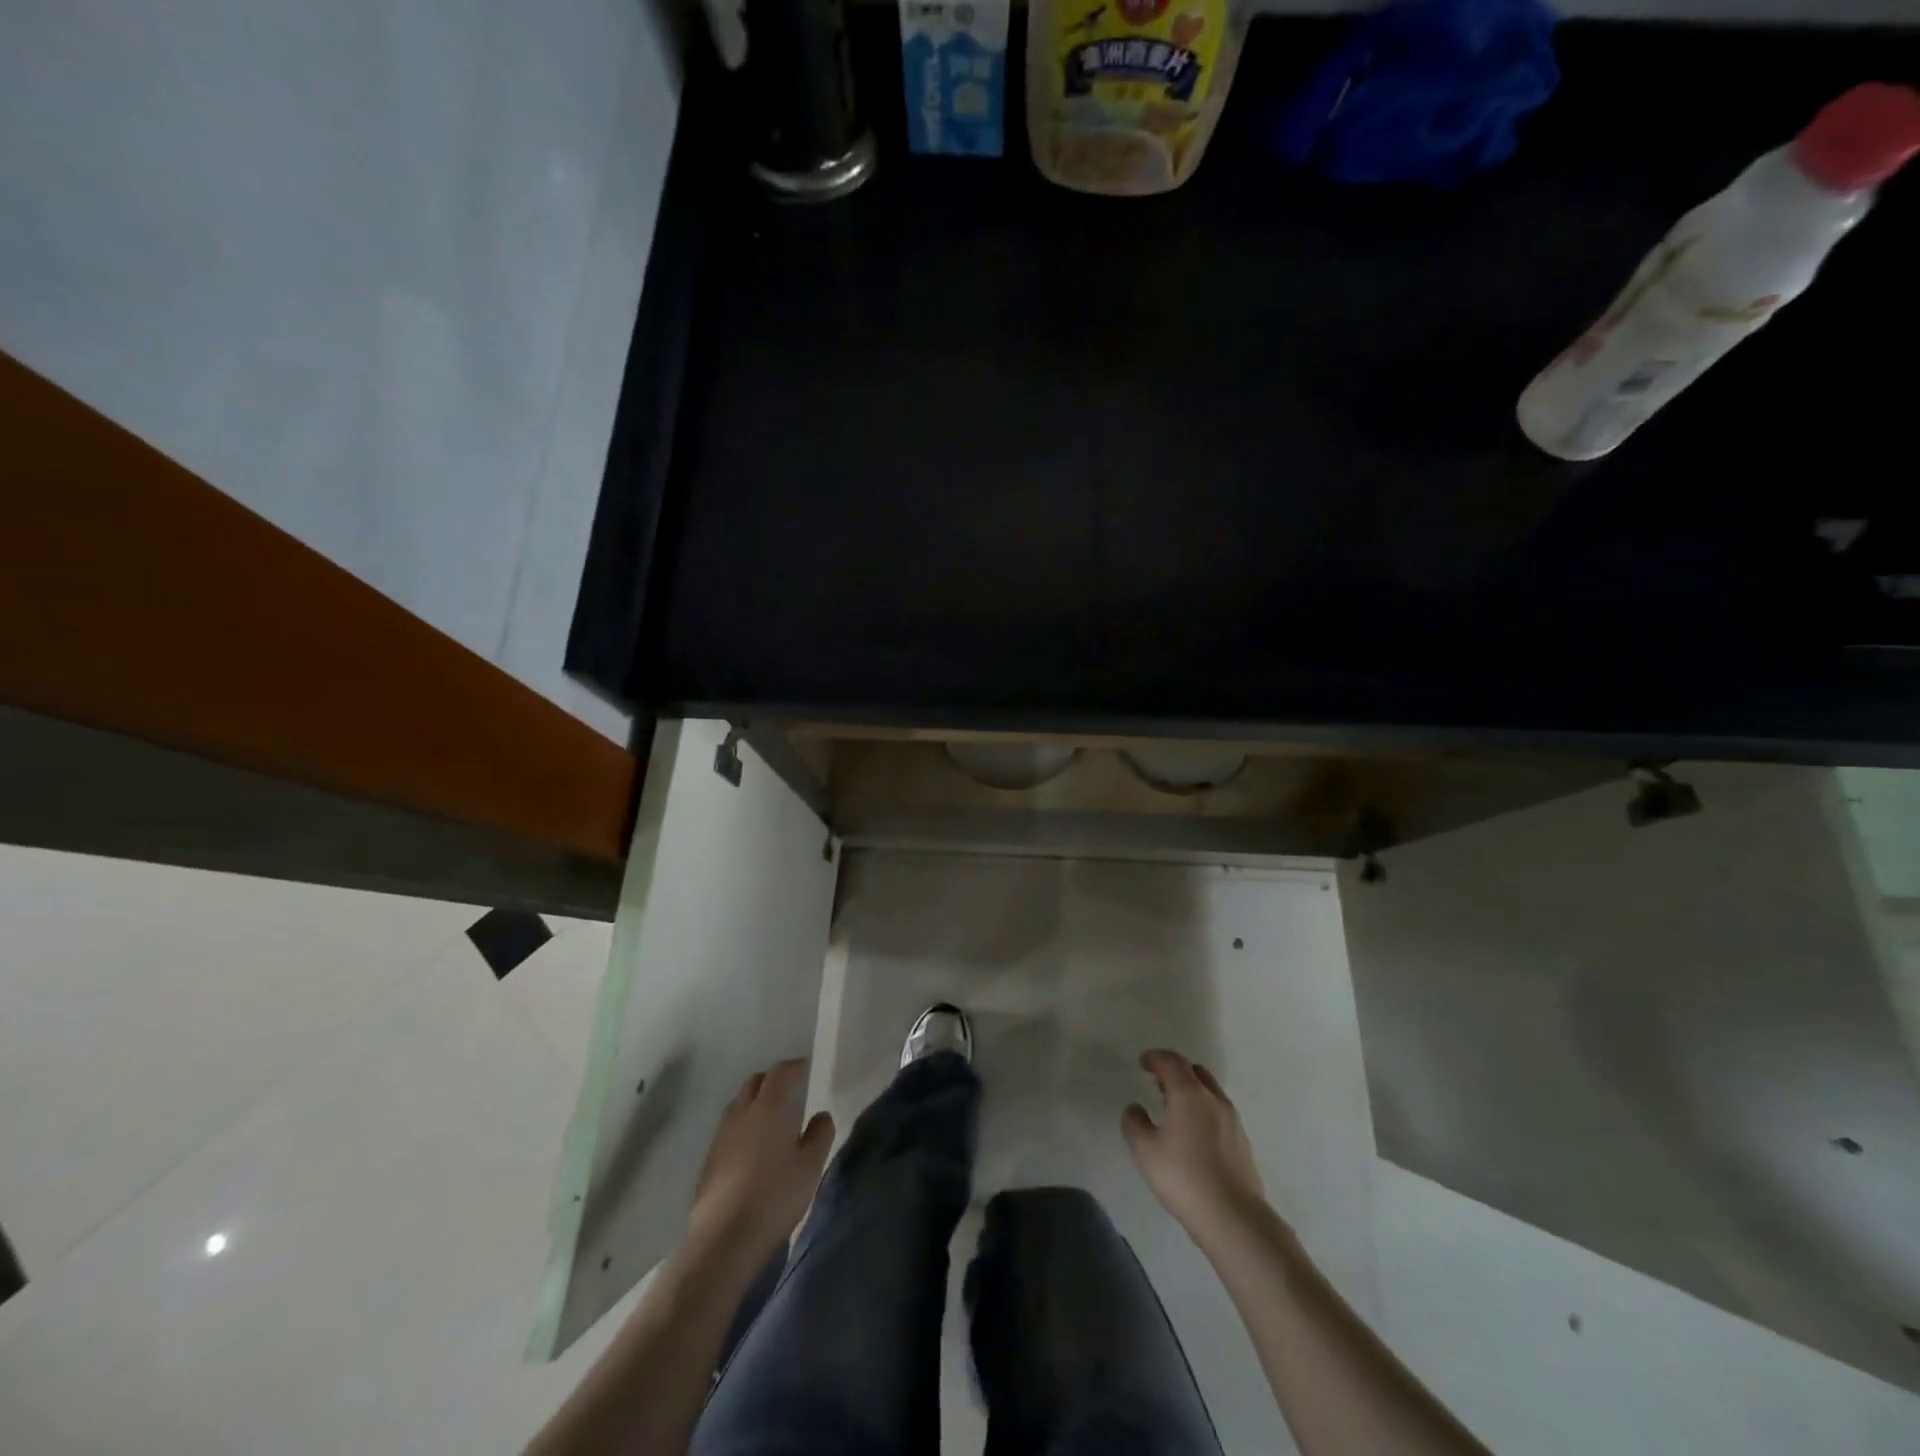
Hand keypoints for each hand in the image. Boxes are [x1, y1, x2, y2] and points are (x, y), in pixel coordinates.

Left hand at [688, 1059, 834, 1262]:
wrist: (724, 1237)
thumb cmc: (776, 1195)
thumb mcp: (811, 1165)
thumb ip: (820, 1134)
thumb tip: (821, 1115)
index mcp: (770, 1107)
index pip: (780, 1072)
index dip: (793, 1067)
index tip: (805, 1068)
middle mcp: (742, 1113)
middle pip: (754, 1082)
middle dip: (771, 1080)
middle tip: (788, 1090)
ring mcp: (721, 1136)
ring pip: (738, 1104)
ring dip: (754, 1102)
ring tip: (769, 1118)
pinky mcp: (709, 1160)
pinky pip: (728, 1128)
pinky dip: (742, 1126)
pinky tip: (751, 1148)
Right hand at [1123, 1049, 1267, 1246]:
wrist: (1233, 1218)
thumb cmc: (1183, 1177)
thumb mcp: (1145, 1150)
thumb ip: (1134, 1123)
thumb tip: (1135, 1108)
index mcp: (1189, 1093)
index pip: (1172, 1061)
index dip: (1156, 1057)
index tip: (1144, 1062)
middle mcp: (1214, 1100)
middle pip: (1195, 1072)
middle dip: (1175, 1072)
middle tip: (1159, 1084)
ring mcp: (1233, 1121)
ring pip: (1210, 1093)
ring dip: (1191, 1092)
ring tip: (1175, 1110)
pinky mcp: (1243, 1143)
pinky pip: (1219, 1114)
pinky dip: (1204, 1111)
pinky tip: (1194, 1136)